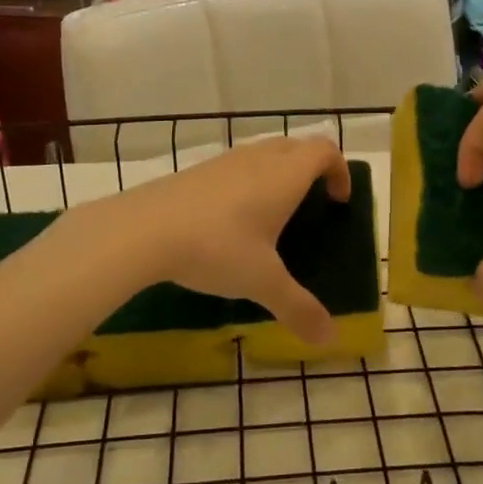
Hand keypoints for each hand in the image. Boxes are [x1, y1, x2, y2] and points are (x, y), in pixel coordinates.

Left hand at [106, 137, 351, 344]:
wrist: (142, 230)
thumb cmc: (216, 247)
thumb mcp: (262, 282)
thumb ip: (298, 308)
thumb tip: (329, 338)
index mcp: (284, 176)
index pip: (324, 151)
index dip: (340, 170)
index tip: (339, 200)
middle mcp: (257, 160)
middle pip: (296, 146)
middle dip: (311, 167)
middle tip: (312, 203)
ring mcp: (223, 162)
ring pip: (262, 153)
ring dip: (277, 172)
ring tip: (272, 213)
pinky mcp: (195, 172)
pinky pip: (234, 167)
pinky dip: (246, 182)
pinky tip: (231, 220)